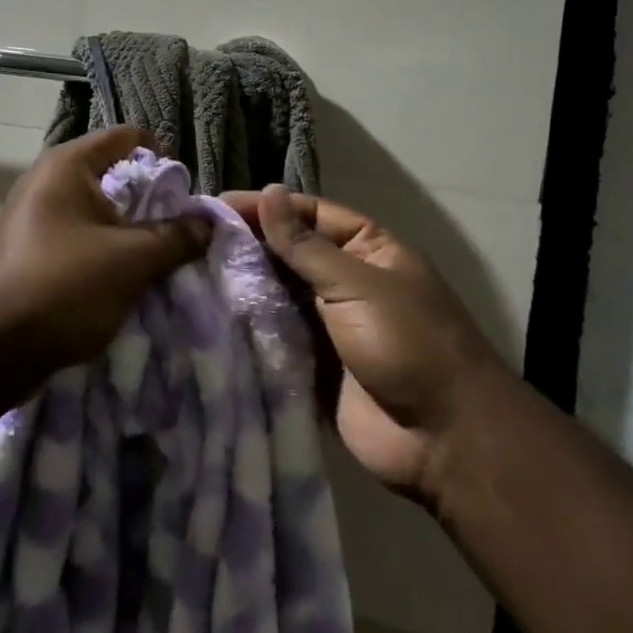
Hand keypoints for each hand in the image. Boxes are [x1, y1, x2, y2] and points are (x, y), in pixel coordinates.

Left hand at [0, 127, 212, 380]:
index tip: (185, 192)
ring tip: (157, 259)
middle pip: (111, 175)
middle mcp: (45, 181)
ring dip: (128, 232)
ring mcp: (32, 217)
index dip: (161, 156)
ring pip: (95, 212)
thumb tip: (207, 223)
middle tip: (178, 230)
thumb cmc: (64, 285)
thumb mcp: (132, 260)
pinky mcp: (27, 251)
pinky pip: (76, 239)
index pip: (125, 137)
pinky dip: (103, 252)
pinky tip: (122, 281)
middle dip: (149, 201)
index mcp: (67, 165)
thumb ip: (176, 237)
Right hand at [224, 185, 507, 505]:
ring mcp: (326, 324)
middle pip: (288, 253)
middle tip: (192, 239)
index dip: (266, 207)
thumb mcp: (357, 283)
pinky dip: (247, 327)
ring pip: (276, 294)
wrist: (444, 440)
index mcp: (367, 250)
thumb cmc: (408, 344)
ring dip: (242, 285)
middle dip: (247, 245)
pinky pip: (273, 337)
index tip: (215, 206)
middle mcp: (344, 281)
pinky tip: (207, 315)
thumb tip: (268, 191)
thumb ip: (304, 244)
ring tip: (189, 273)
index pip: (309, 213)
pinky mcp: (310, 364)